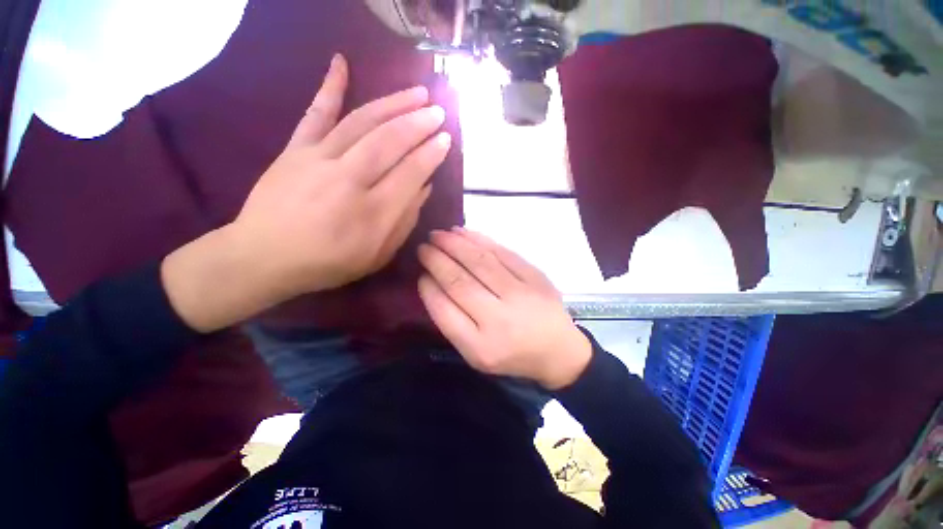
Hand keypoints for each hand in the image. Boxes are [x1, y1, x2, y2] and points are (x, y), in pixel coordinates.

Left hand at [236, 53, 450, 293]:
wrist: (263, 257)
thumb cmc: (328, 263)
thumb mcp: (377, 256)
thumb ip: (404, 222)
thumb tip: (424, 188)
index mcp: (372, 213)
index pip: (410, 174)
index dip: (430, 154)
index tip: (445, 139)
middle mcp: (348, 181)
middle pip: (389, 142)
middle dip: (418, 123)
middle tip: (438, 112)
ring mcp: (318, 160)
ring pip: (362, 123)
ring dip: (393, 104)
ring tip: (417, 92)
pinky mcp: (295, 150)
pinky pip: (315, 114)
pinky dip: (329, 87)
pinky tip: (341, 62)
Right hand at [417, 228, 591, 389]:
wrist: (558, 350)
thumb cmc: (512, 355)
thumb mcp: (477, 353)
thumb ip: (453, 322)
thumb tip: (431, 283)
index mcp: (480, 347)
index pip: (444, 310)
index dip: (428, 287)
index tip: (420, 273)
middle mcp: (499, 320)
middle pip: (459, 281)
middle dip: (436, 260)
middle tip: (423, 246)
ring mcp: (520, 295)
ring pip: (480, 262)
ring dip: (455, 244)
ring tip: (438, 234)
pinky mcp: (535, 277)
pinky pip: (502, 253)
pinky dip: (480, 240)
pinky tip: (463, 232)